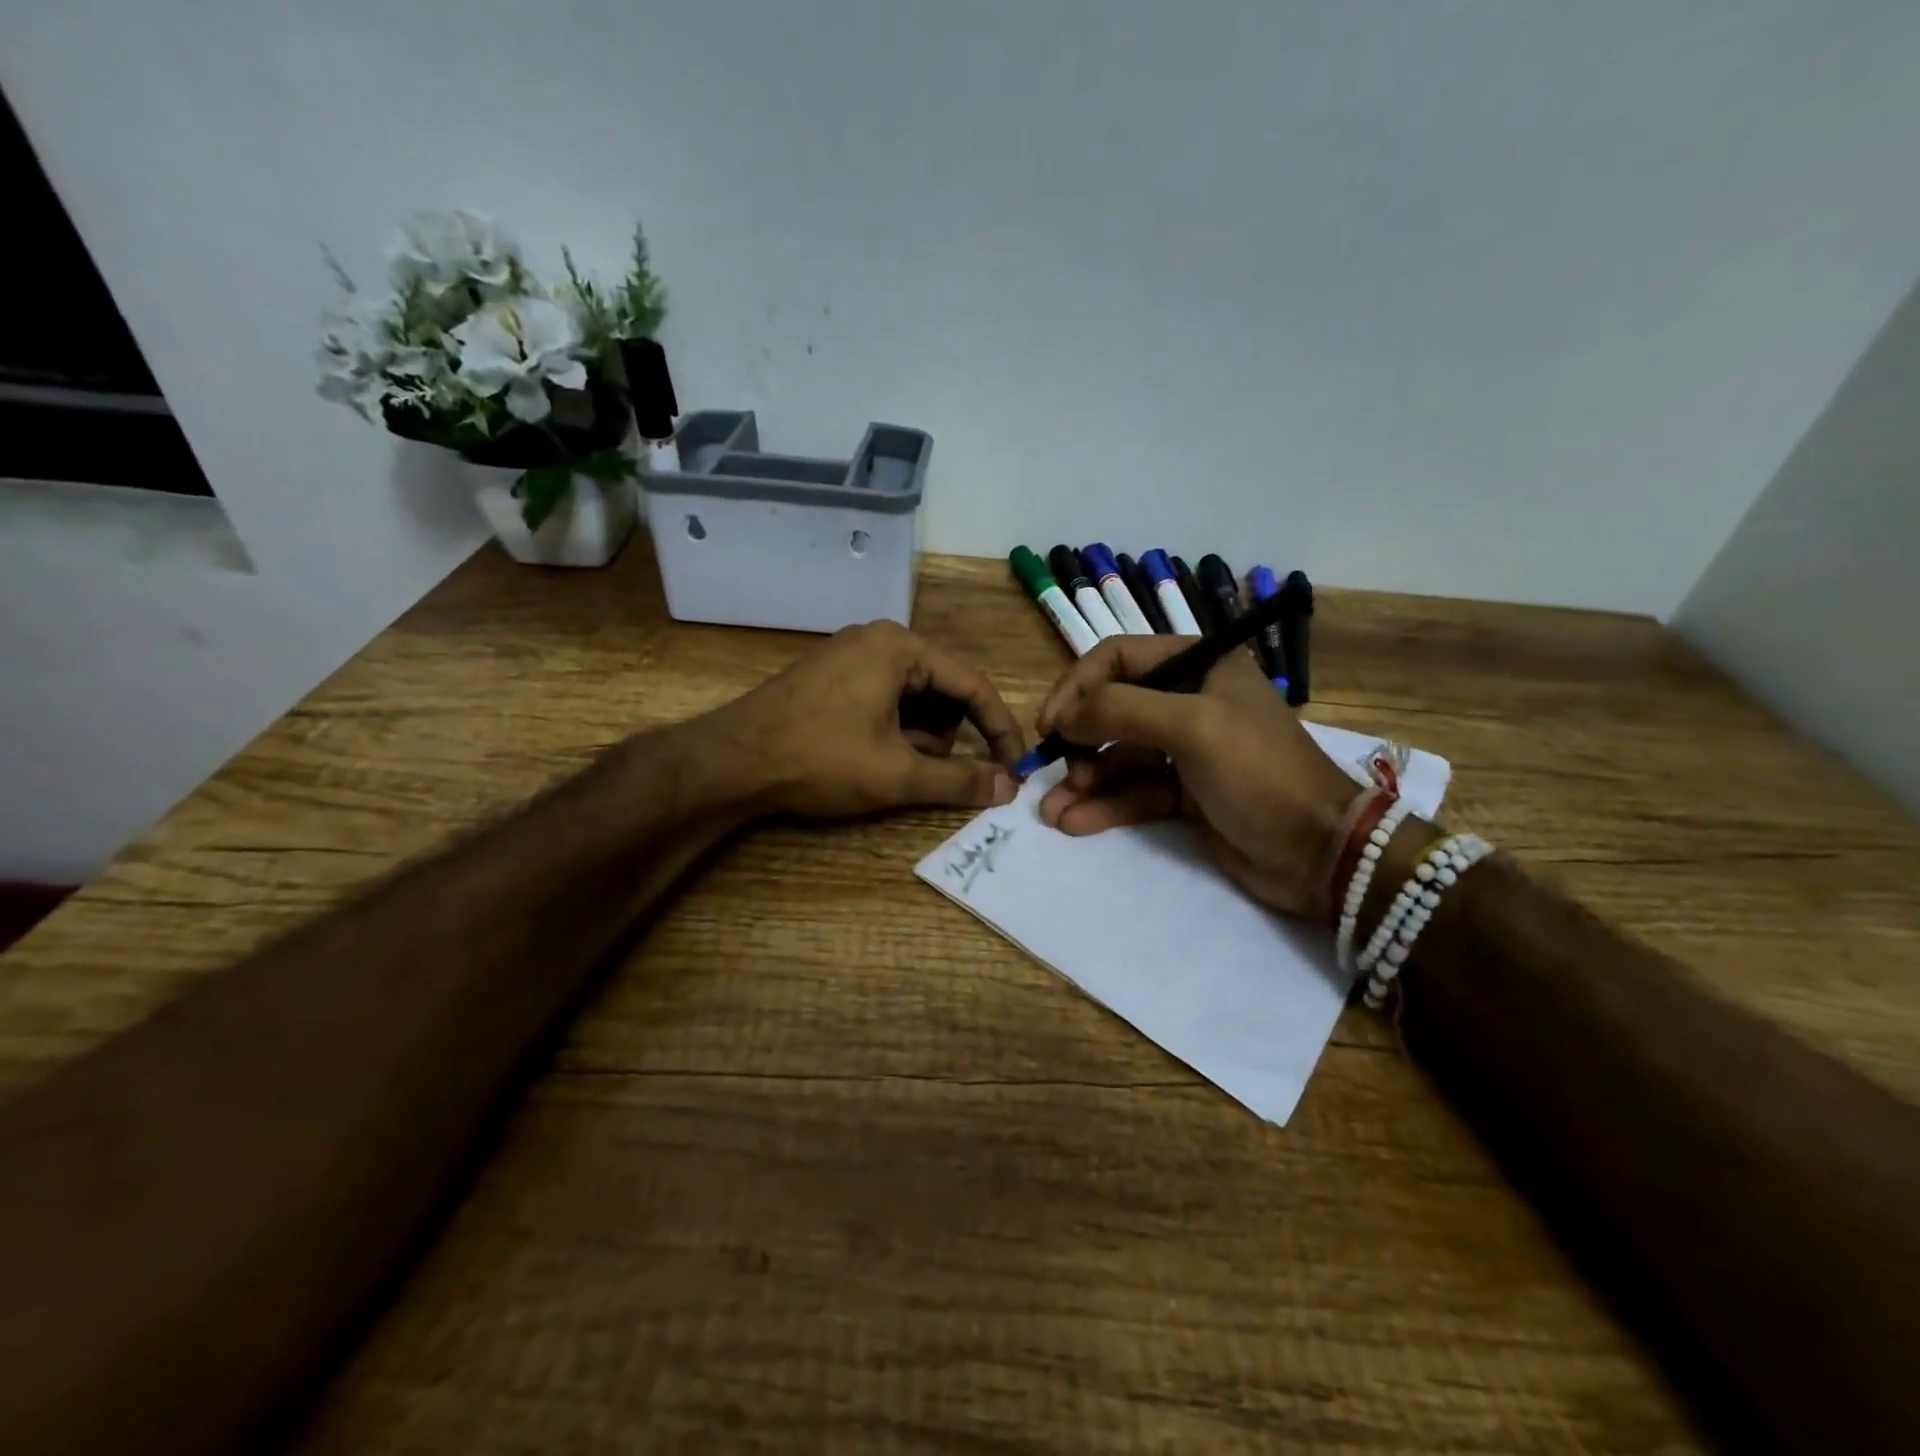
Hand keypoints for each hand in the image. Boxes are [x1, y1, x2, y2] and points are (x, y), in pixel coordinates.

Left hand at [704, 621, 1024, 818]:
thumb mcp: (897, 774)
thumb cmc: (820, 759)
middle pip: (942, 691)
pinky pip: (883, 700)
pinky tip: (871, 758)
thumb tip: (1008, 786)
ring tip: (892, 769)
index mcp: (901, 647)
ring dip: (917, 739)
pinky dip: (892, 731)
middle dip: (945, 738)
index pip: (973, 686)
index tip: (1015, 767)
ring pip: (913, 700)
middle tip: (930, 775)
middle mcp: (879, 640)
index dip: (999, 730)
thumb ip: (959, 780)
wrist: (730, 762)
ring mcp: (850, 656)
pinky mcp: (831, 677)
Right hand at [1034, 637, 1363, 917]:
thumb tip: (1063, 717)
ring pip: (1118, 757)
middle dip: (1078, 741)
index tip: (1050, 724)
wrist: (1319, 852)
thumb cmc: (1259, 773)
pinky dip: (1104, 806)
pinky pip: (1133, 792)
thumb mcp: (1191, 726)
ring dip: (1083, 781)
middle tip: (1052, 770)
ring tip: (1052, 810)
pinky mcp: (1184, 794)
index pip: (1118, 658)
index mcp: (1199, 665)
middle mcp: (1189, 699)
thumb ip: (1120, 710)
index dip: (1078, 686)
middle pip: (1113, 708)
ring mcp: (1186, 750)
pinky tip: (1075, 823)